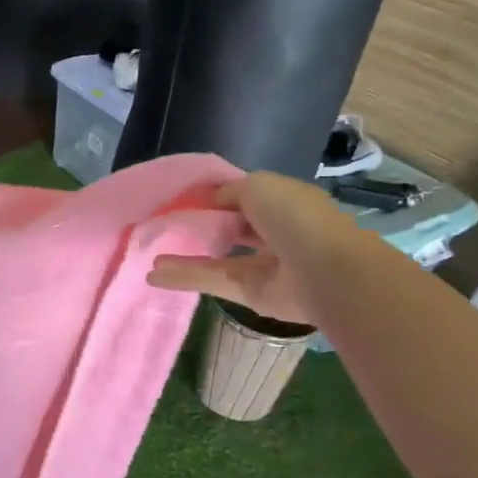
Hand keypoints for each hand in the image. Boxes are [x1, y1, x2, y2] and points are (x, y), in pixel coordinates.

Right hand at [147, 172, 360, 326]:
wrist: (326, 272)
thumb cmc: (295, 218)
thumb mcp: (258, 185)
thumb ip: (228, 191)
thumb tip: (210, 200)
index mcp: (283, 202)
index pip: (243, 196)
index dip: (213, 196)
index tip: (180, 198)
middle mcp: (274, 232)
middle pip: (230, 227)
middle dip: (200, 225)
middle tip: (164, 224)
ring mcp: (263, 264)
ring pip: (217, 256)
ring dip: (185, 253)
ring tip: (151, 252)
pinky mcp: (250, 292)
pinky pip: (212, 280)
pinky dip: (183, 277)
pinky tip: (153, 274)